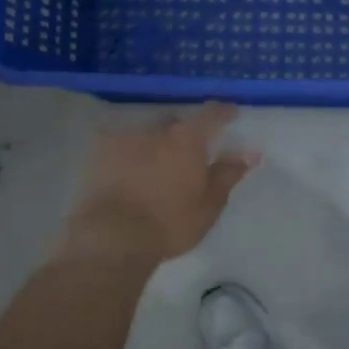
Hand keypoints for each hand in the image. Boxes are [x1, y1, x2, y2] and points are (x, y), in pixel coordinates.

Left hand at [60, 103, 260, 265]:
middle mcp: (157, 129)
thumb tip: (250, 152)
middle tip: (187, 153)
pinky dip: (127, 152)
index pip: (212, 114)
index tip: (231, 115)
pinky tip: (126, 168)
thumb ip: (228, 174)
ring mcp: (124, 137)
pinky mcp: (98, 152)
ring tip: (154, 164)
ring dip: (154, 142)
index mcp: (188, 138)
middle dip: (184, 132)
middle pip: (176, 122)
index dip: (223, 112)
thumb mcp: (209, 204)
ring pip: (146, 131)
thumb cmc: (170, 222)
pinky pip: (119, 143)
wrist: (112, 236)